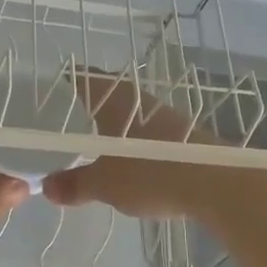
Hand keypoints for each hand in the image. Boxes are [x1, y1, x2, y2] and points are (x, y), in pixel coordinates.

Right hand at [40, 71, 261, 225]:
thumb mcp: (105, 184)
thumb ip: (76, 184)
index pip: (86, 78)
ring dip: (117, 121)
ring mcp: (166, 117)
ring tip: (98, 136)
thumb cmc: (152, 173)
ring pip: (132, 113)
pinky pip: (150, 132)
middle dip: (92, 100)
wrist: (219, 184)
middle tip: (71, 110)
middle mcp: (140, 100)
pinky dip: (136, 139)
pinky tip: (132, 156)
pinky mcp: (185, 136)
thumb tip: (47, 187)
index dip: (70, 79)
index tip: (55, 83)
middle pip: (110, 93)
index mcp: (116, 100)